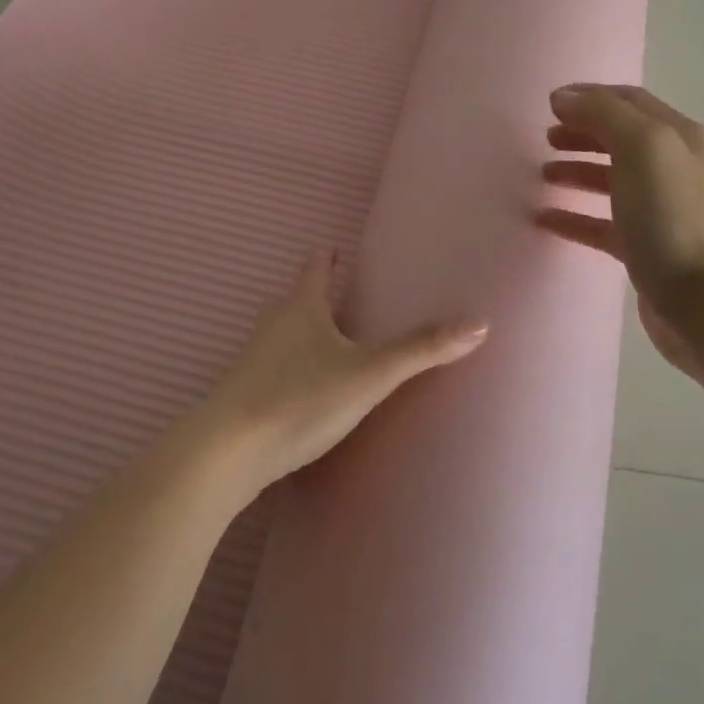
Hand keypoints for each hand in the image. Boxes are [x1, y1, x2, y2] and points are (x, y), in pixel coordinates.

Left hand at [189, 251, 487, 493]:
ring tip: (335, 341)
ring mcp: (255, 360)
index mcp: (301, 307)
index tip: (337, 248)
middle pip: (297, 298)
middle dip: (320, 294)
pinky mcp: (246, 394)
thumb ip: (421, 350)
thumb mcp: (369, 374)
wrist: (224, 455)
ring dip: (307, 331)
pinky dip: (295, 367)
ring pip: (285, 334)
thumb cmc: (298, 399)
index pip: (314, 267)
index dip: (327, 256)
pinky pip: (276, 367)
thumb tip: (479, 323)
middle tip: (349, 295)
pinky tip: (310, 390)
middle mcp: (274, 324)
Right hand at [536, 84, 703, 386]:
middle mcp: (673, 168)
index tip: (549, 105)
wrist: (703, 301)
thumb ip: (603, 114)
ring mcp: (660, 210)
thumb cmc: (672, 217)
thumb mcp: (642, 148)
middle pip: (619, 138)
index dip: (589, 97)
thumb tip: (563, 97)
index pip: (629, 101)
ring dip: (576, 171)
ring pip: (611, 180)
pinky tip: (544, 219)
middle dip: (581, 132)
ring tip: (542, 174)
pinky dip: (574, 216)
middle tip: (544, 139)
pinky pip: (602, 223)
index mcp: (678, 137)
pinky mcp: (645, 248)